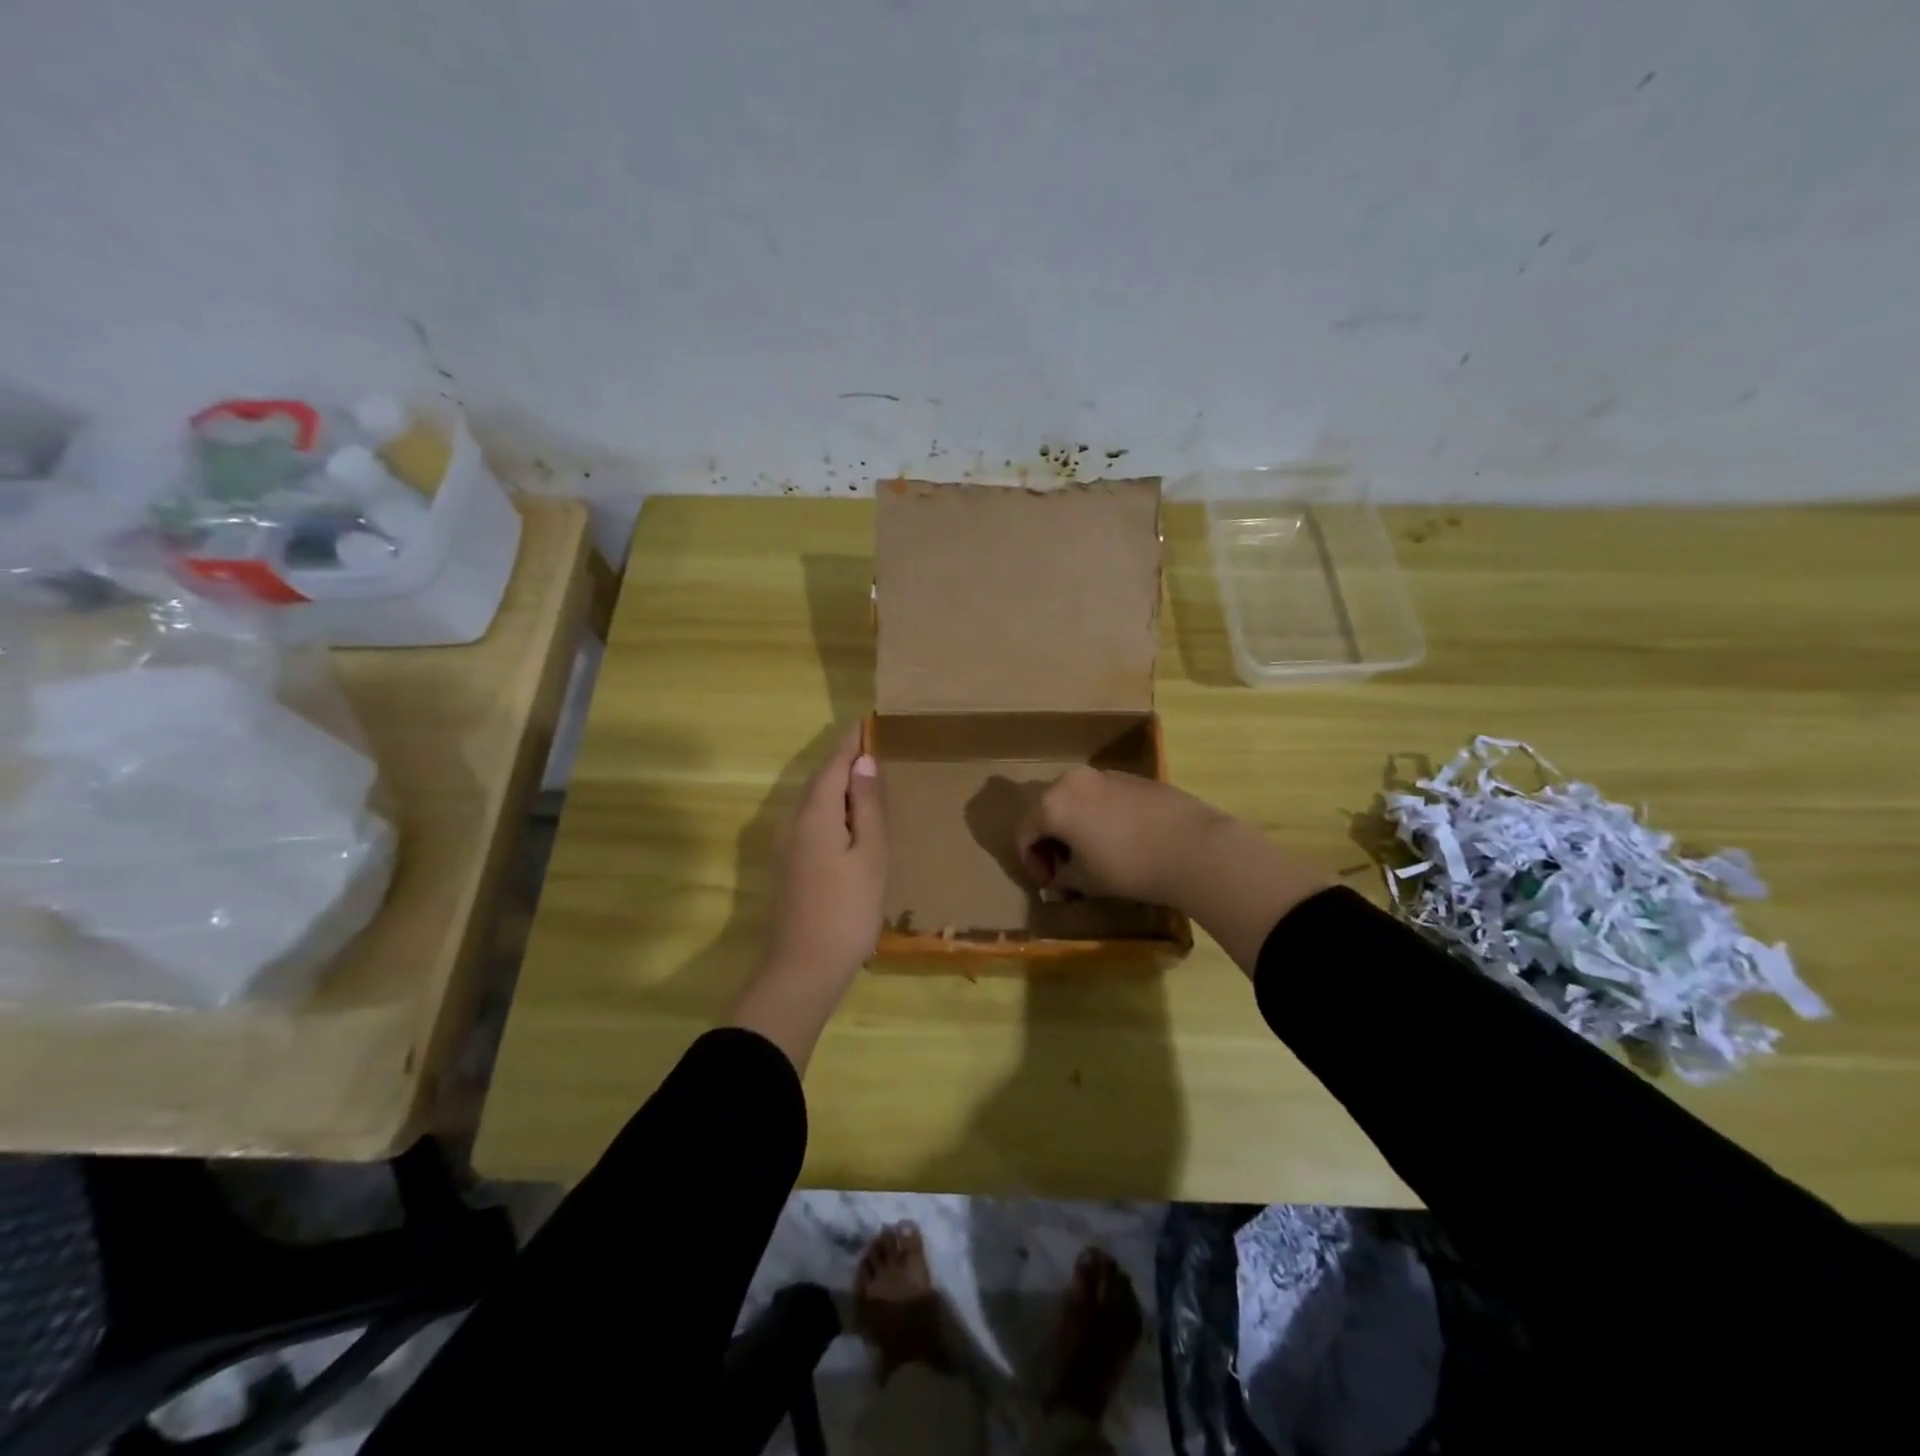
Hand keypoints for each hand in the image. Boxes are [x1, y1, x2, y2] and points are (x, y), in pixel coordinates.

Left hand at [729, 723, 886, 1071]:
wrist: (803, 968)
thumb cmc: (847, 910)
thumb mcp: (869, 855)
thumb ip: (866, 807)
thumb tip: (863, 763)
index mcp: (815, 815)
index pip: (833, 765)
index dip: (850, 743)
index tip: (867, 722)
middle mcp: (794, 823)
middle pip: (819, 781)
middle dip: (843, 760)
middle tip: (871, 744)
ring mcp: (787, 846)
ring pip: (814, 802)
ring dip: (837, 784)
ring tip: (865, 776)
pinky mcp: (790, 866)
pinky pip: (812, 821)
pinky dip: (832, 808)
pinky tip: (850, 819)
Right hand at [1014, 767, 1232, 904]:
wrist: (1191, 846)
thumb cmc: (1127, 866)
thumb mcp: (1086, 880)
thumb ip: (1062, 878)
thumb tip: (1056, 880)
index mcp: (1052, 803)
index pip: (1025, 833)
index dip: (1031, 862)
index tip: (1049, 884)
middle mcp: (1072, 780)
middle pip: (1047, 811)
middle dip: (1051, 842)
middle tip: (1065, 870)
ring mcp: (1104, 775)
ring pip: (1075, 802)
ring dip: (1074, 828)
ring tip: (1091, 856)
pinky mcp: (1132, 778)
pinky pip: (1101, 798)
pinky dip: (1098, 817)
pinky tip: (1119, 841)